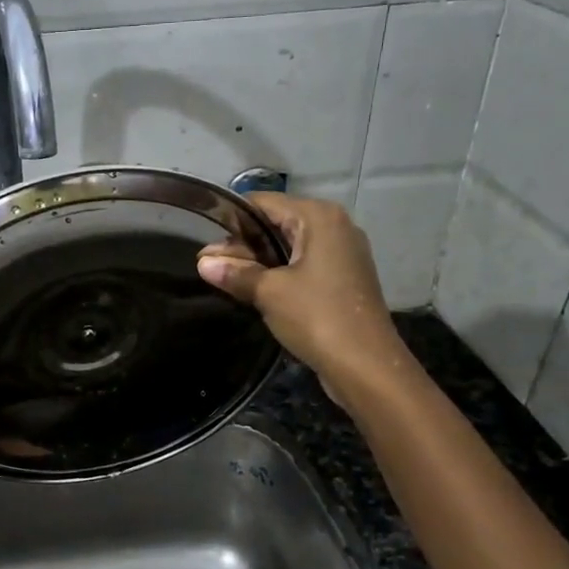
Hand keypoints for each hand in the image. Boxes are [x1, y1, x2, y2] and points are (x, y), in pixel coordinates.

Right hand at [196, 192, 409, 401]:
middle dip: (243, 243)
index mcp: (319, 217)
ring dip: (260, 260)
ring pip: (290, 245)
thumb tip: (203, 262)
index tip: (204, 240)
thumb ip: (236, 272)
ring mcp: (344, 252)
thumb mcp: (269, 292)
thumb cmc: (317, 317)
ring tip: (226, 277)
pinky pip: (304, 264)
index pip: (263, 203)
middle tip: (210, 264)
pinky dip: (280, 272)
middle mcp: (335, 226)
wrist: (366, 366)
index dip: (231, 220)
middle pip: (277, 222)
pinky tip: (257, 290)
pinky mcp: (345, 277)